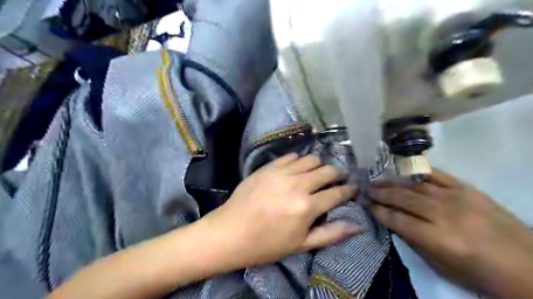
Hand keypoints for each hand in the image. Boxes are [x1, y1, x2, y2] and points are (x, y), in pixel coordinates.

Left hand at [199, 153, 362, 266]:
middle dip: (337, 174)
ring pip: (311, 159)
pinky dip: (299, 161)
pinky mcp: (268, 167)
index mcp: (307, 207)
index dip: (349, 190)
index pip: (337, 193)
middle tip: (337, 179)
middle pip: (327, 170)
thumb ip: (331, 233)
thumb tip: (358, 226)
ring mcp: (281, 173)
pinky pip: (291, 156)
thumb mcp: (301, 244)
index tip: (353, 188)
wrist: (230, 232)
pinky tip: (297, 169)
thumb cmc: (267, 244)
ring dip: (319, 165)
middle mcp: (297, 185)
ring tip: (316, 174)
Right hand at [369, 170, 532, 298]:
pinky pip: (438, 175)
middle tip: (367, 189)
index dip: (379, 211)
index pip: (398, 219)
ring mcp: (458, 198)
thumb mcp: (442, 266)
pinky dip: (418, 172)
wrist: (530, 267)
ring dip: (394, 182)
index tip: (367, 205)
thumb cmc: (480, 274)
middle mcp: (446, 214)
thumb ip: (414, 240)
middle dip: (381, 193)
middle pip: (404, 198)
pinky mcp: (469, 189)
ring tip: (378, 179)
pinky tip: (404, 171)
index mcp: (440, 239)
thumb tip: (392, 221)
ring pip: (416, 185)